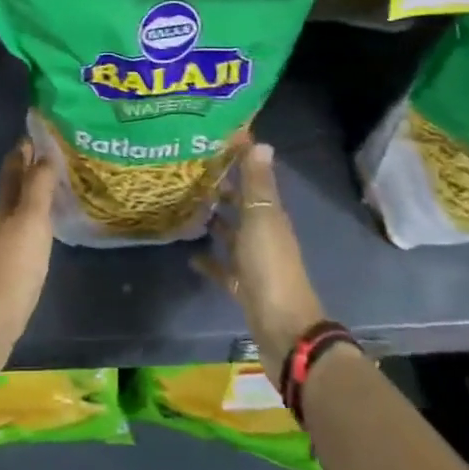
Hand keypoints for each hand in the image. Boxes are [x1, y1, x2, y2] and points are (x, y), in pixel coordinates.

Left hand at [0, 140, 56, 381]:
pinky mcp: (9, 267)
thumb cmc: (12, 266)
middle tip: (62, 156)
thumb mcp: (30, 220)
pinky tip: (52, 226)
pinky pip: (26, 231)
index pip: (13, 164)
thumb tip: (43, 152)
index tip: (47, 131)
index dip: (27, 147)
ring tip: (63, 186)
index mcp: (2, 203)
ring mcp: (1, 243)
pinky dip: (39, 220)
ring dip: (37, 195)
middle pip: (16, 185)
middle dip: (34, 168)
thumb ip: (37, 187)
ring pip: (21, 208)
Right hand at [195, 138, 327, 363]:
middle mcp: (263, 233)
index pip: (254, 178)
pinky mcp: (242, 287)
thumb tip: (260, 142)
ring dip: (214, 220)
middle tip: (189, 170)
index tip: (214, 139)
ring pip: (231, 234)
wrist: (284, 330)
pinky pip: (223, 268)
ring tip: (184, 204)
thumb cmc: (270, 267)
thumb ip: (258, 183)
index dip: (239, 158)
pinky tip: (188, 253)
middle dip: (221, 187)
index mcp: (271, 215)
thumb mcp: (262, 218)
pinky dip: (208, 260)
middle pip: (242, 204)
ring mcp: (253, 262)